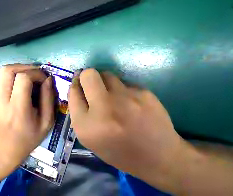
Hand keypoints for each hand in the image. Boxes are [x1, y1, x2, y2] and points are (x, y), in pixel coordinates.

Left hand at [0, 64, 54, 178]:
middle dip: (27, 67)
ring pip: (3, 70)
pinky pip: (2, 76)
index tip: (44, 80)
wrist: (4, 150)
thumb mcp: (47, 121)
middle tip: (38, 74)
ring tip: (32, 75)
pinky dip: (15, 73)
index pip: (23, 78)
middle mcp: (1, 99)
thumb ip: (48, 98)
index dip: (36, 74)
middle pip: (9, 70)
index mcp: (17, 108)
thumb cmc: (28, 138)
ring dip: (20, 68)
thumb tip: (48, 79)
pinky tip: (24, 81)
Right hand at [68, 69, 188, 186]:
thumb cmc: (118, 150)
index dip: (75, 86)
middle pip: (88, 75)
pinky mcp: (144, 93)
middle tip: (92, 84)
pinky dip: (122, 89)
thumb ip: (78, 110)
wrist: (159, 158)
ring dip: (104, 81)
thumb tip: (77, 84)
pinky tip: (130, 102)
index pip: (73, 92)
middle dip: (86, 76)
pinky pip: (124, 82)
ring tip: (113, 96)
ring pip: (106, 74)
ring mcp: (126, 99)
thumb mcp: (90, 137)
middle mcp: (104, 109)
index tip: (80, 85)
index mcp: (86, 126)